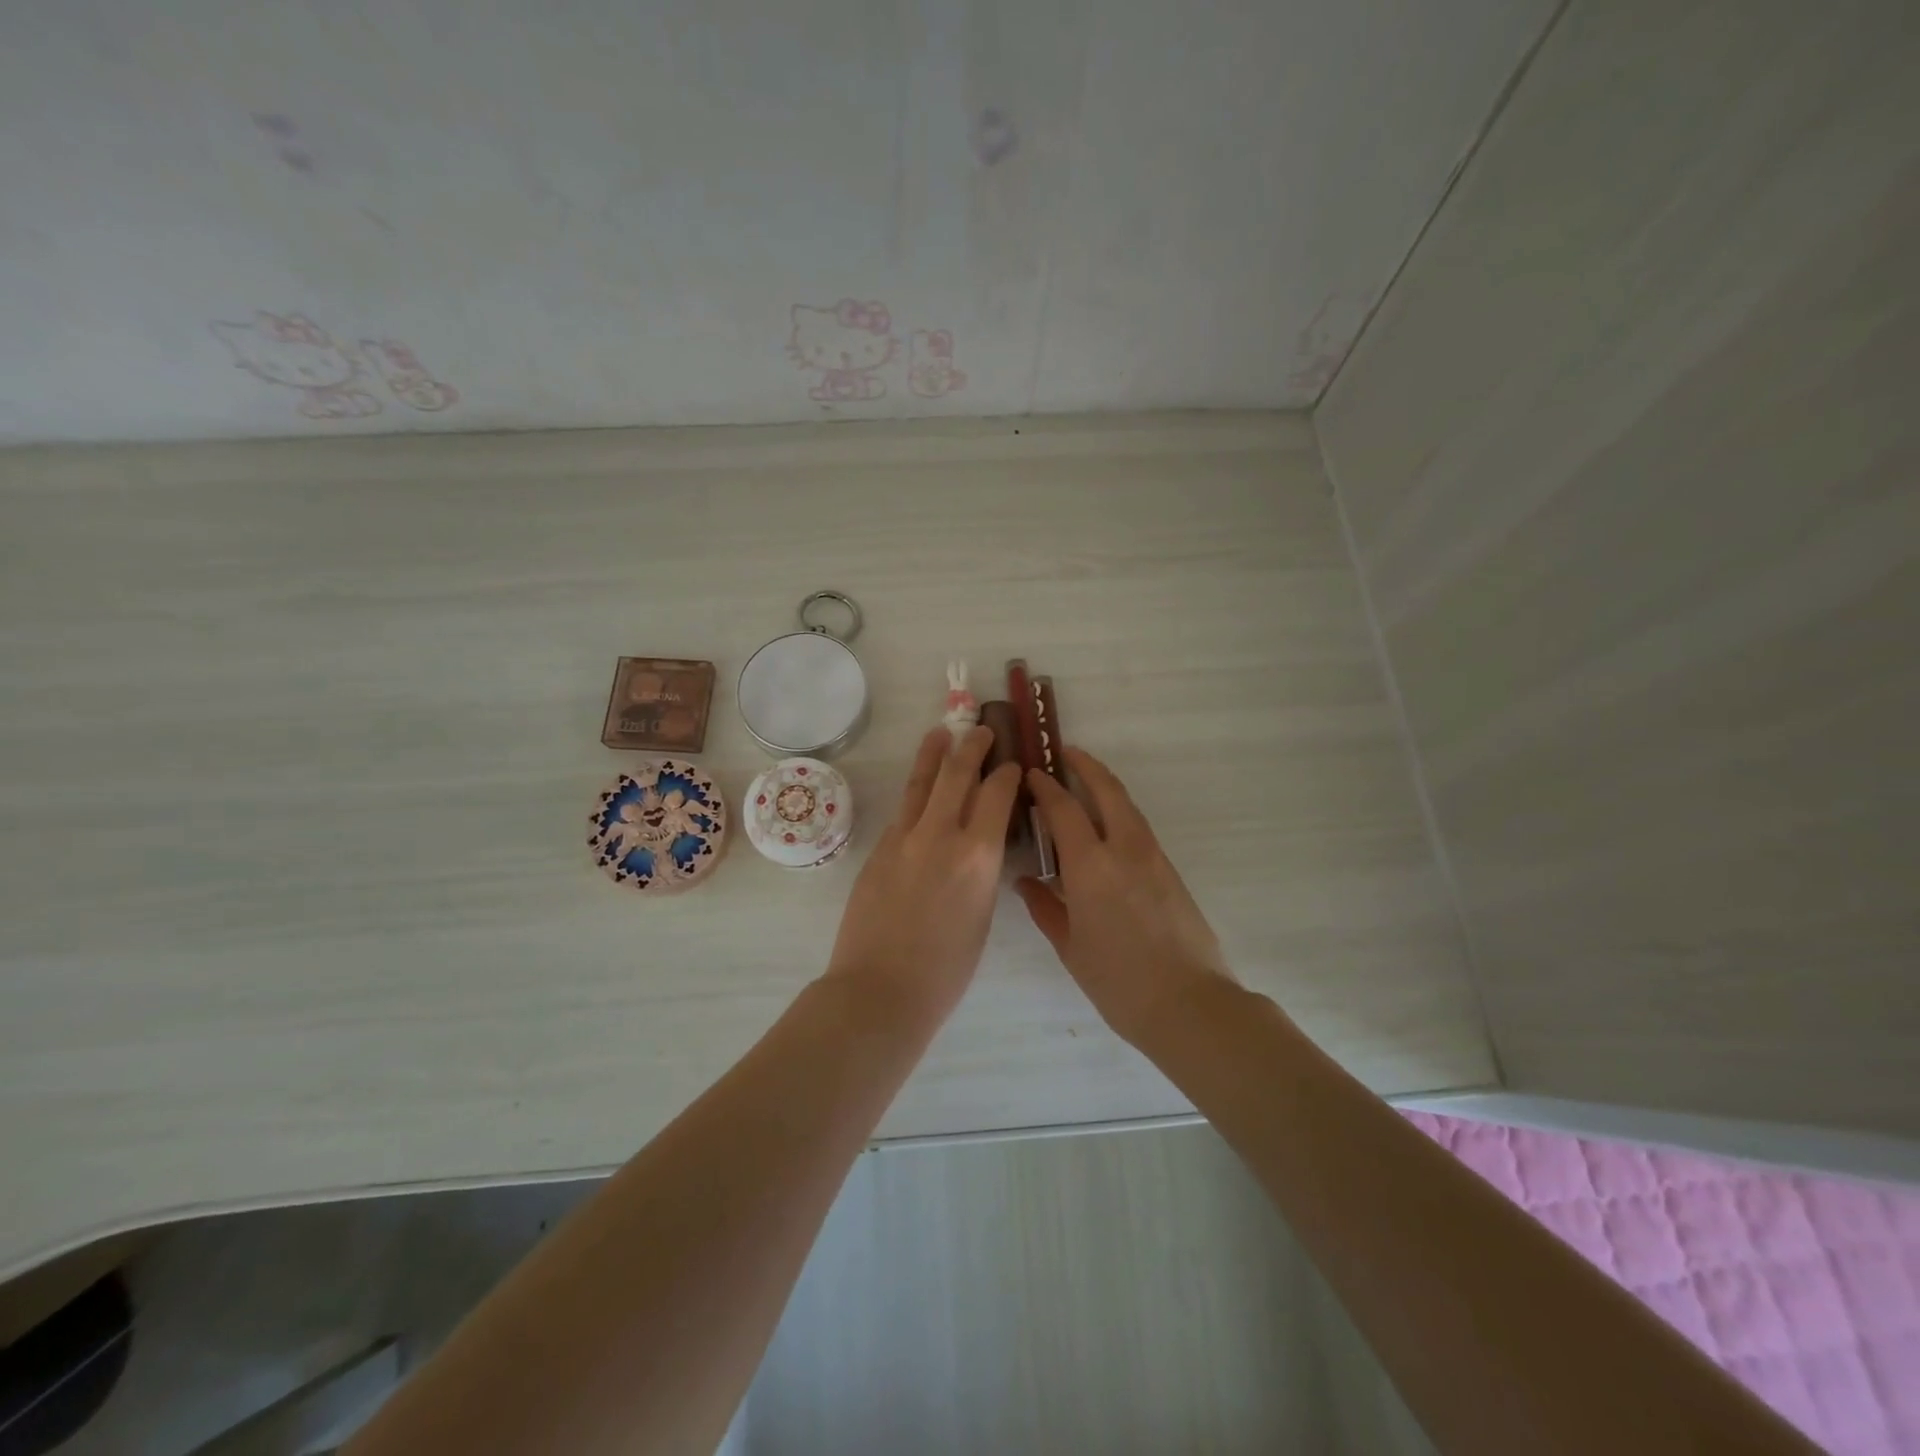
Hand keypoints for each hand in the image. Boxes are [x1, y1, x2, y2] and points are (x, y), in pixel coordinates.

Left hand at [825, 726, 1021, 1023]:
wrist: (880, 988)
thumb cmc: (945, 969)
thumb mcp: (981, 915)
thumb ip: (981, 871)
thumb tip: (979, 846)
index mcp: (977, 856)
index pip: (996, 794)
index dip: (1006, 774)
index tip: (1011, 765)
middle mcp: (941, 835)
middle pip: (958, 774)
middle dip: (972, 747)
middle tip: (980, 730)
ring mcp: (904, 838)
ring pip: (921, 783)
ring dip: (934, 753)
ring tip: (941, 733)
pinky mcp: (879, 848)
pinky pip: (902, 810)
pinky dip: (915, 790)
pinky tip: (919, 786)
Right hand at [1017, 747, 1239, 1044]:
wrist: (1189, 1003)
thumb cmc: (1118, 981)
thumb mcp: (1070, 947)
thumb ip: (1045, 907)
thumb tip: (1027, 881)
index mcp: (1090, 866)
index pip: (1064, 809)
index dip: (1046, 787)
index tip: (1032, 774)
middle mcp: (1123, 849)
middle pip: (1106, 790)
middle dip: (1085, 766)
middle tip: (1066, 752)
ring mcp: (1153, 857)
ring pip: (1127, 806)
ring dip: (1106, 786)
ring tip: (1086, 781)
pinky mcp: (1171, 870)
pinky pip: (1139, 827)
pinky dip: (1120, 812)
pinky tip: (1107, 826)